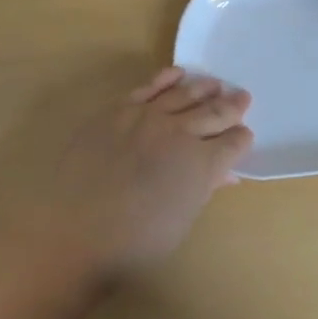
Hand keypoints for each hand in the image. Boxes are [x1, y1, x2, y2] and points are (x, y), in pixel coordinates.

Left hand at [34, 69, 252, 280]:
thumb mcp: (180, 221)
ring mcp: (149, 116)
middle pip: (214, 112)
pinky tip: (178, 74)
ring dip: (204, 88)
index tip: (243, 135)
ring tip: (215, 84)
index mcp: (202, 164)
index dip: (241, 139)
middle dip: (232, 106)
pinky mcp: (120, 109)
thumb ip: (204, 189)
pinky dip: (166, 78)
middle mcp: (181, 133)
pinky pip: (150, 86)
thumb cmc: (133, 244)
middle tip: (242, 97)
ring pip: (185, 93)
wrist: (74, 232)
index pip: (233, 143)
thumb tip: (226, 174)